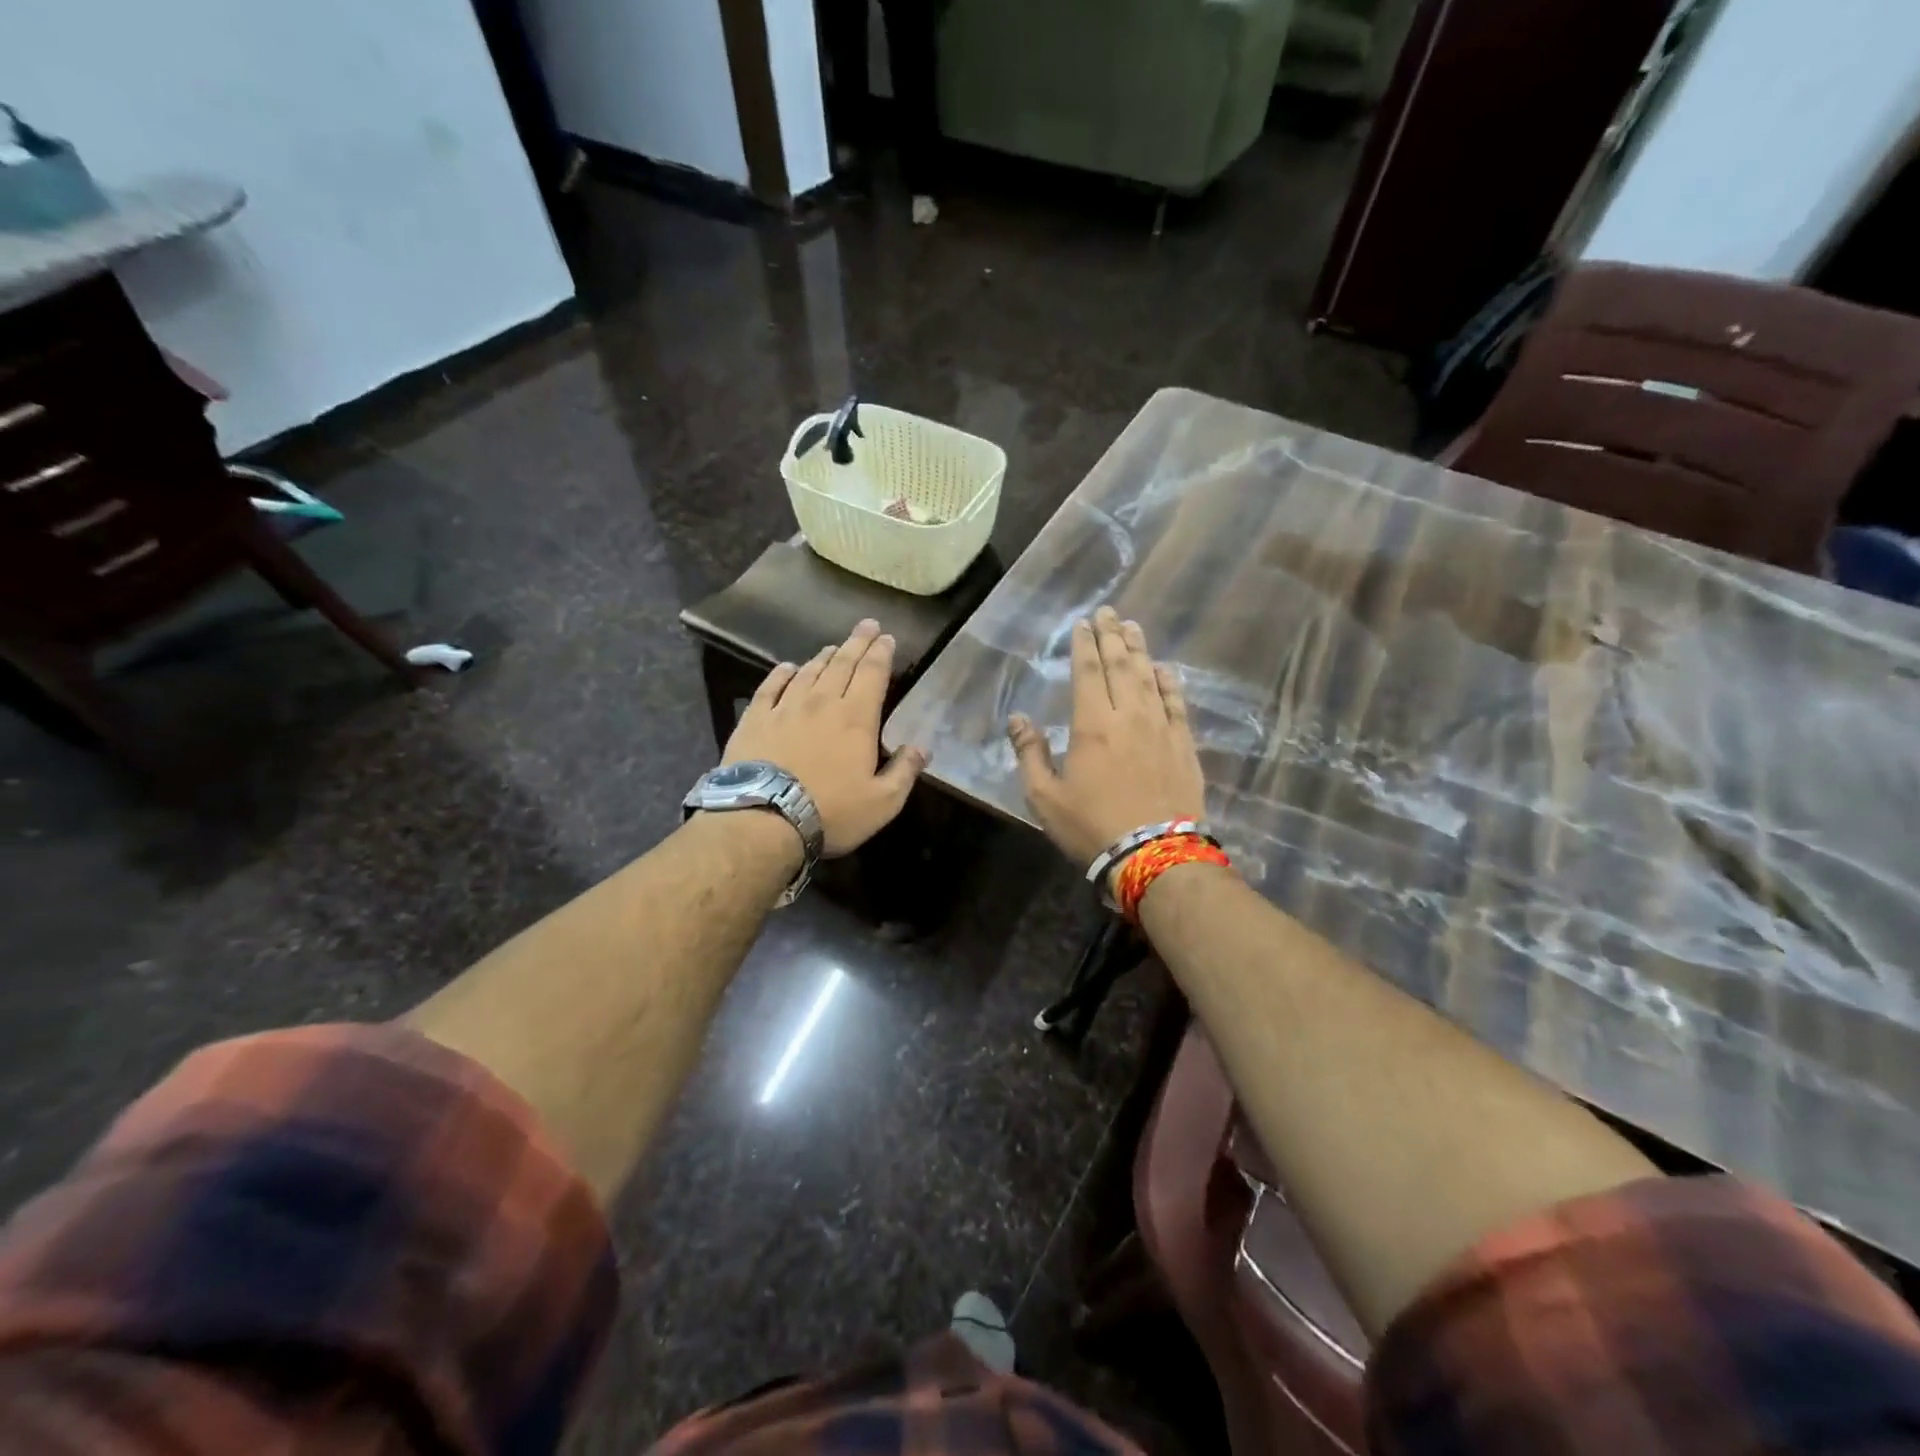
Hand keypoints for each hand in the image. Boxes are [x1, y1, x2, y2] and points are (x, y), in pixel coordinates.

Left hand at [723, 619, 927, 856]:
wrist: (764, 819)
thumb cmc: (831, 812)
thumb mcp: (882, 802)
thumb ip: (904, 772)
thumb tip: (922, 748)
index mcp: (856, 718)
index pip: (873, 675)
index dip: (881, 654)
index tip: (887, 637)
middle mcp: (822, 703)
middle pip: (842, 664)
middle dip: (858, 642)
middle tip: (867, 625)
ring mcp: (785, 708)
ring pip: (809, 672)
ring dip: (824, 657)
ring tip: (834, 647)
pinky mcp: (755, 719)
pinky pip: (770, 687)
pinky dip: (782, 673)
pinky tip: (788, 667)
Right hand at [1008, 607, 1204, 873]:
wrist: (1155, 855)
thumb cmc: (1092, 827)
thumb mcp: (1045, 797)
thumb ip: (1030, 754)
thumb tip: (1018, 719)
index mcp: (1092, 725)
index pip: (1088, 673)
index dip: (1084, 645)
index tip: (1082, 623)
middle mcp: (1129, 716)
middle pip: (1121, 666)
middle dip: (1112, 636)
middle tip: (1108, 612)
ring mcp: (1161, 728)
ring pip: (1150, 677)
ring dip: (1140, 650)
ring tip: (1133, 627)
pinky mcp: (1184, 745)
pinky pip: (1177, 703)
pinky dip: (1169, 683)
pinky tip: (1165, 670)